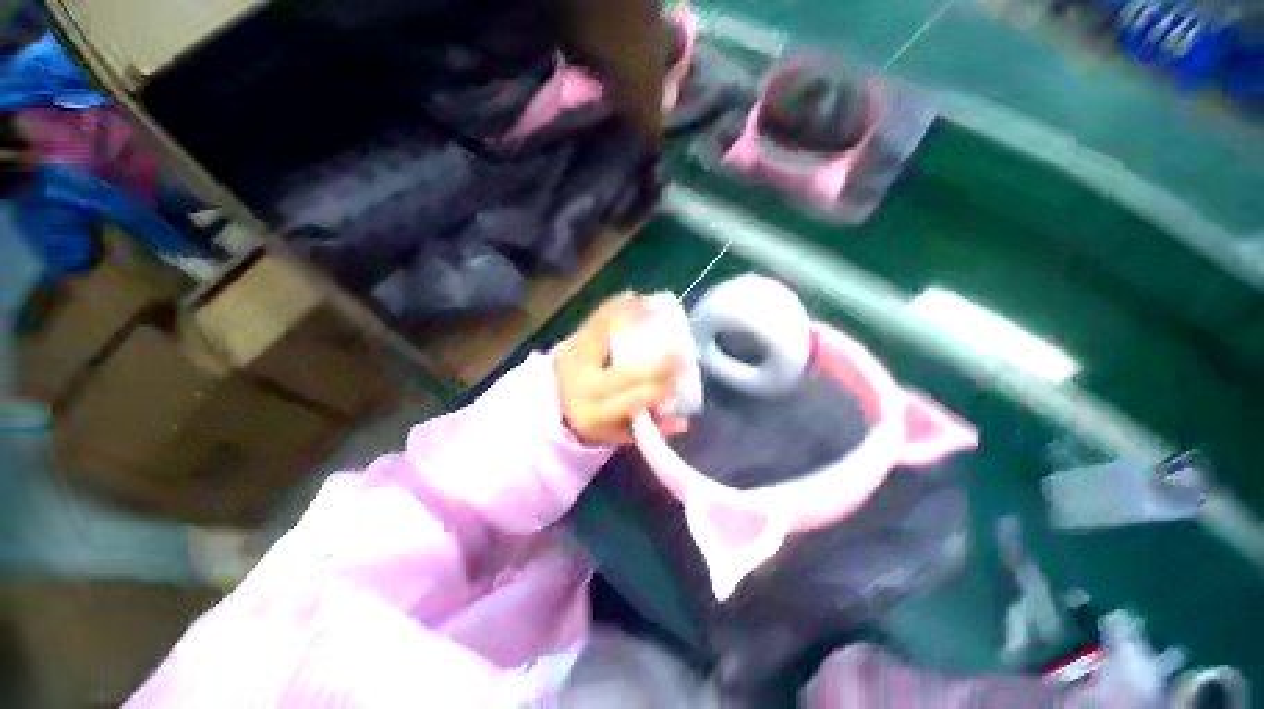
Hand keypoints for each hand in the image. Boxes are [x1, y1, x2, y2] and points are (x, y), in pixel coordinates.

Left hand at [555, 293, 685, 445]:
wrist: (551, 404)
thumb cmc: (591, 420)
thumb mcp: (617, 433)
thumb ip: (649, 429)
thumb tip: (683, 423)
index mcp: (599, 413)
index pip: (637, 399)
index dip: (662, 384)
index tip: (683, 369)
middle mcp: (587, 387)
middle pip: (627, 373)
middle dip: (657, 361)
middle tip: (680, 345)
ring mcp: (576, 362)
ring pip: (606, 338)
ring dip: (632, 320)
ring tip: (655, 306)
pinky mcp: (571, 343)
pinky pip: (593, 321)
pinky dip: (613, 307)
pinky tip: (631, 296)